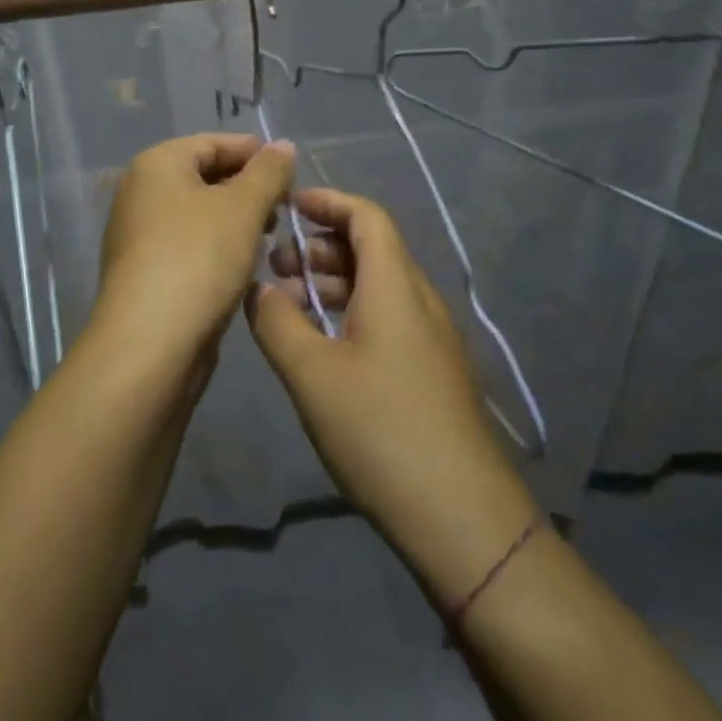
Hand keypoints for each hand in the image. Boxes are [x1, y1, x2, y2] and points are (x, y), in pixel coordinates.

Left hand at [90, 134, 295, 377]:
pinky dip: (217, 247)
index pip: (212, 143)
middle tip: (284, 209)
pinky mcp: (145, 271)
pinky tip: (244, 265)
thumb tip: (282, 145)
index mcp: (157, 164)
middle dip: (247, 189)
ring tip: (269, 238)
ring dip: (236, 221)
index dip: (254, 153)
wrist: (150, 342)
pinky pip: (189, 244)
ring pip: (198, 214)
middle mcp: (140, 192)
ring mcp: (139, 234)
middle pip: (204, 177)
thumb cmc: (198, 258)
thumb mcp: (243, 207)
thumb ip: (268, 172)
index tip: (290, 173)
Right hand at [248, 187, 539, 603]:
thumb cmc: (381, 430)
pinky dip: (349, 313)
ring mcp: (430, 338)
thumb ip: (277, 321)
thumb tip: (258, 289)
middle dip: (319, 247)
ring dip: (331, 283)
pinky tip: (319, 347)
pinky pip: (386, 318)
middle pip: (370, 248)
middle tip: (274, 270)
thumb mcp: (311, 373)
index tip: (287, 208)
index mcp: (396, 286)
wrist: (463, 518)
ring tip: (287, 308)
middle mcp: (418, 301)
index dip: (327, 202)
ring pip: (376, 286)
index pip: (366, 216)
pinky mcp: (430, 371)